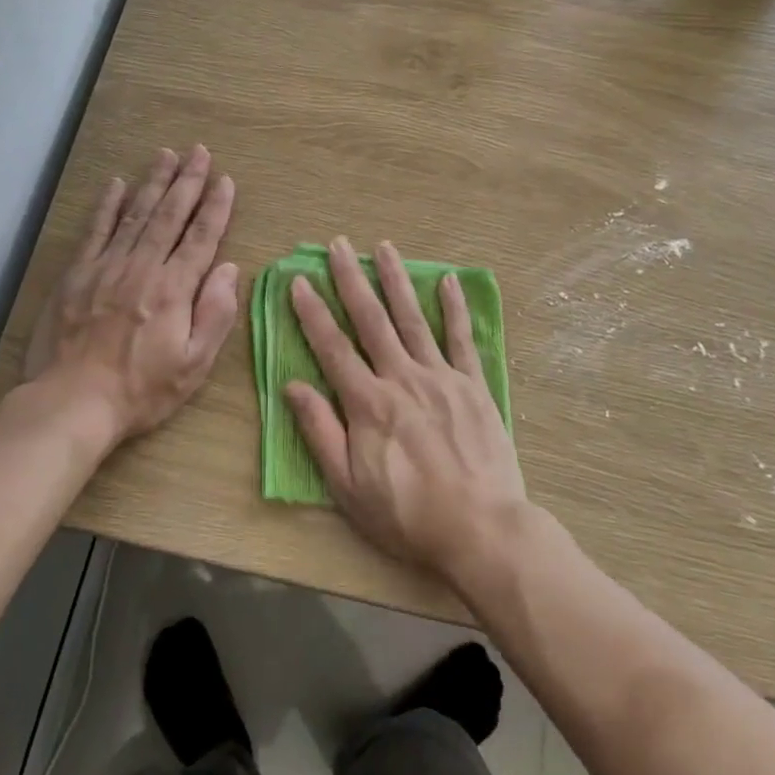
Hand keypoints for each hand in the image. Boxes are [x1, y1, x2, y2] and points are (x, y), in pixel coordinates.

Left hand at [23, 146, 239, 442]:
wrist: (72, 402)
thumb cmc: (140, 390)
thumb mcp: (194, 365)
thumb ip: (215, 313)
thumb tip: (230, 269)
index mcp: (174, 289)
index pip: (201, 237)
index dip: (216, 207)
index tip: (226, 180)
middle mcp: (142, 267)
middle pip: (170, 215)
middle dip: (188, 181)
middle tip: (199, 151)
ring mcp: (106, 266)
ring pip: (136, 214)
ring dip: (153, 182)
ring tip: (167, 155)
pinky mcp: (77, 274)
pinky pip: (96, 230)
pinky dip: (108, 205)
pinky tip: (117, 184)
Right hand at [285, 237, 527, 585]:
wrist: (481, 529)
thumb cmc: (407, 515)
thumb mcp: (348, 487)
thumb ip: (320, 432)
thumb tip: (293, 385)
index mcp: (368, 403)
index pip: (332, 347)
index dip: (312, 312)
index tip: (299, 280)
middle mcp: (402, 378)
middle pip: (371, 320)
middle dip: (351, 279)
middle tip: (338, 245)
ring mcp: (441, 377)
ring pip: (413, 318)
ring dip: (396, 280)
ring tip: (383, 247)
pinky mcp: (473, 385)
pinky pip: (461, 339)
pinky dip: (454, 307)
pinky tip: (447, 280)